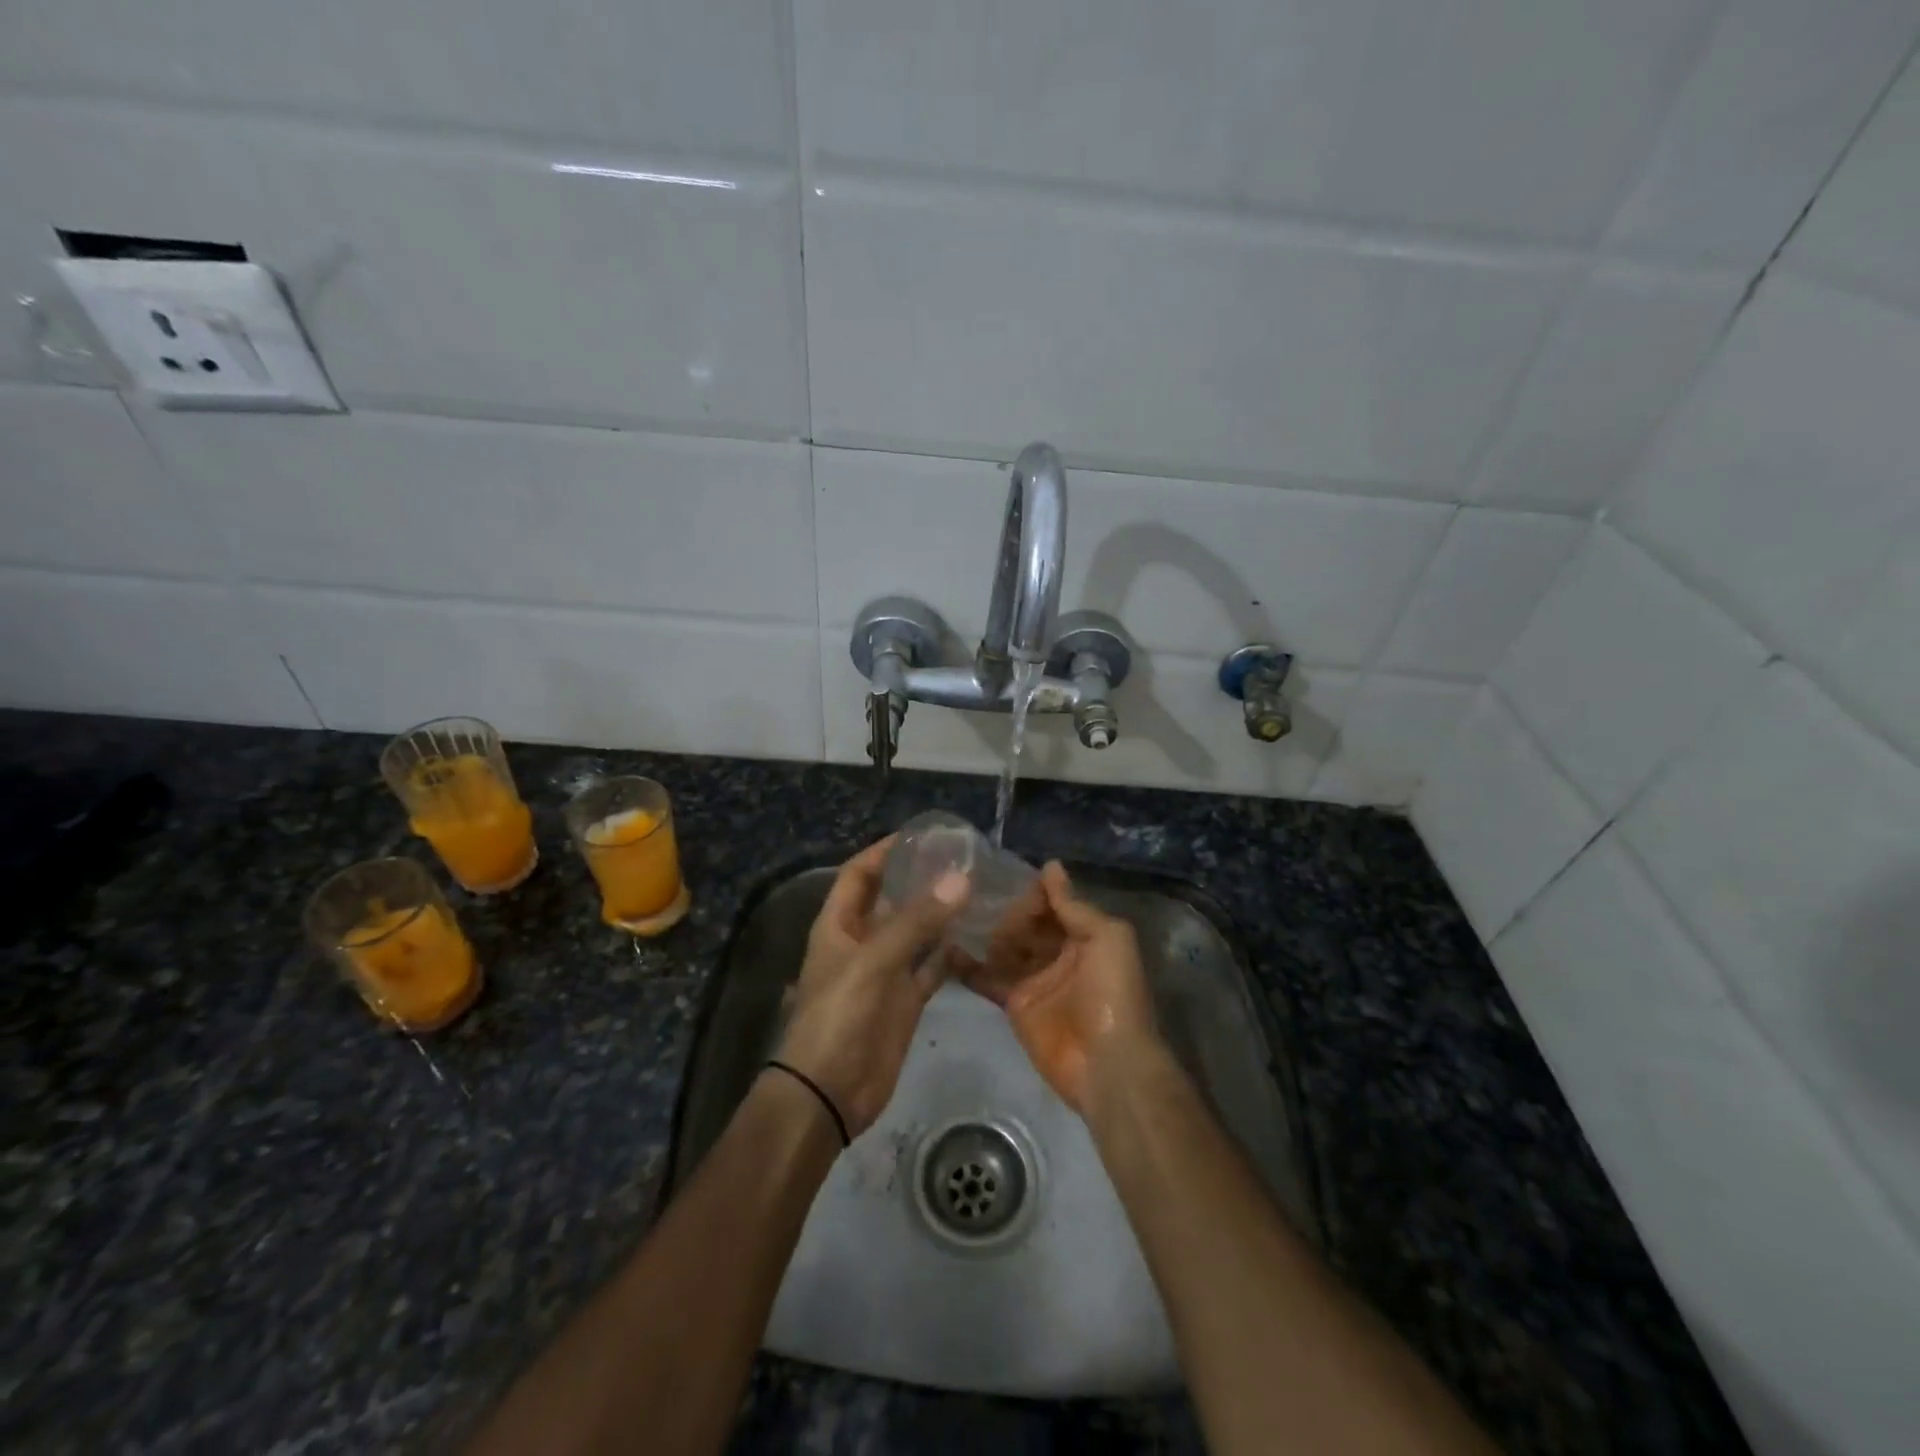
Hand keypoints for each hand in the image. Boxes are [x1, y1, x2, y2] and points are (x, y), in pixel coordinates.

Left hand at [773, 836, 969, 1138]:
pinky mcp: (905, 1000)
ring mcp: (885, 972)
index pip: (859, 874)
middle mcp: (862, 942)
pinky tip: (977, 936)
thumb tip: (960, 879)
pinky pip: (930, 968)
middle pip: (890, 899)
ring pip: (915, 932)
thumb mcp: (873, 962)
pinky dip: (949, 953)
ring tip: (976, 888)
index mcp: (839, 925)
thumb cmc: (839, 1015)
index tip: (920, 834)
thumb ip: (915, 921)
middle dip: (919, 879)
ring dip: (939, 913)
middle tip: (962, 858)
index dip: (883, 851)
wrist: (829, 1092)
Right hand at [961, 861, 1159, 1116]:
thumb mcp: (1108, 938)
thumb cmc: (1113, 993)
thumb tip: (1050, 866)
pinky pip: (987, 978)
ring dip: (985, 932)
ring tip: (957, 914)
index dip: (1033, 892)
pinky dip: (967, 966)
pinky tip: (945, 948)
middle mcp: (1057, 952)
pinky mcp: (1013, 1004)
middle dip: (1007, 912)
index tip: (1005, 879)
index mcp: (1085, 934)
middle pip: (1026, 923)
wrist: (1108, 1064)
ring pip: (1004, 946)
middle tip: (979, 901)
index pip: (1053, 903)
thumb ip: (1074, 905)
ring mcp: (1034, 979)